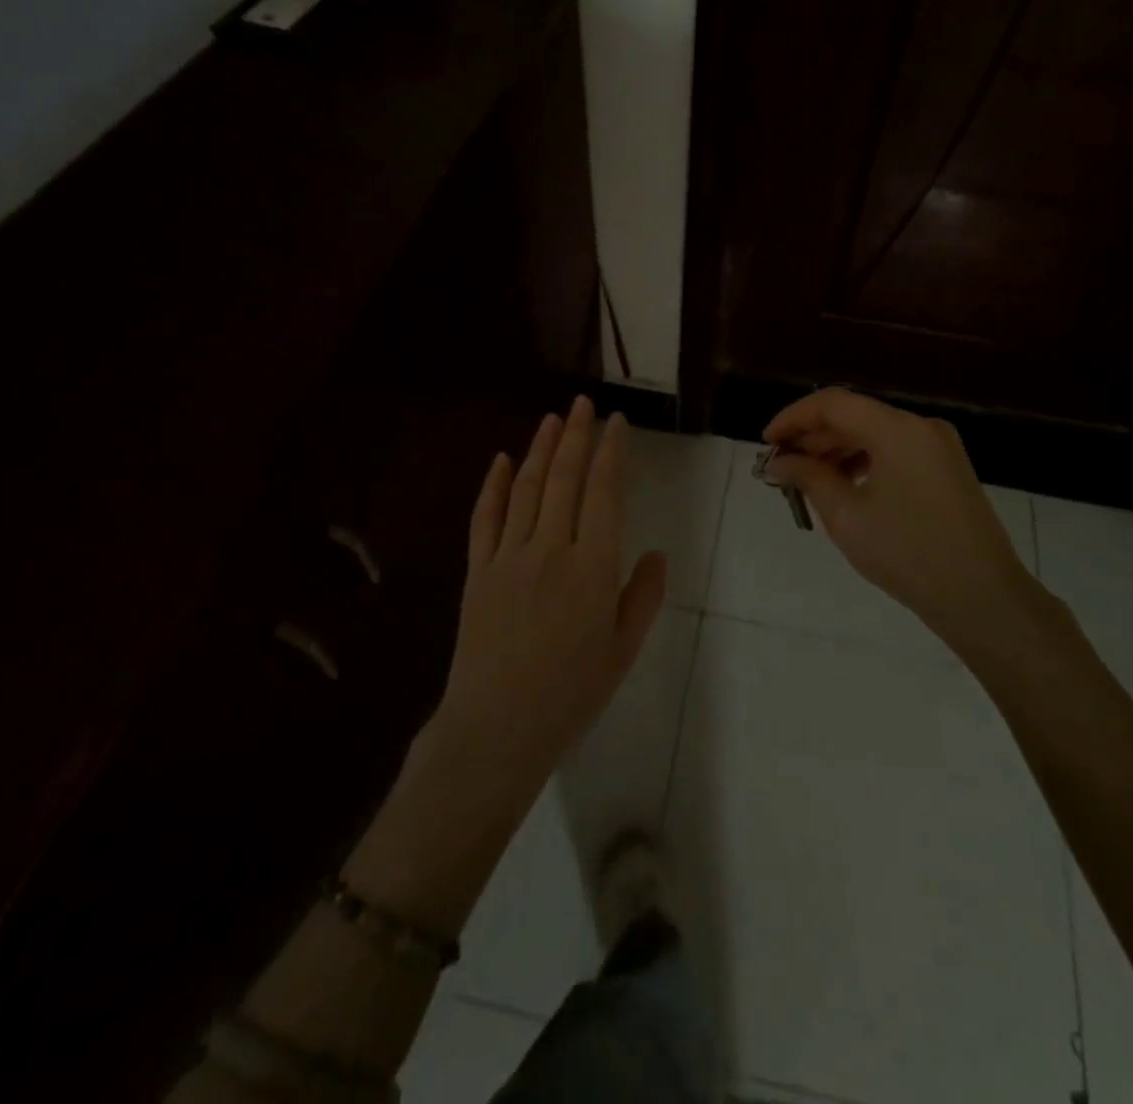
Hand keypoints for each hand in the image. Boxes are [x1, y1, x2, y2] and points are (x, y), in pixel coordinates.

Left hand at [427, 396, 668, 798]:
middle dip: (575, 436)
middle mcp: (551, 549)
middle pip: (563, 479)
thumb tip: (653, 553)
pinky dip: (492, 485)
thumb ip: (642, 596)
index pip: (604, 493)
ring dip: (539, 449)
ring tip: (551, 419)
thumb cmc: (571, 693)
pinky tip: (500, 460)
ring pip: (525, 489)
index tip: (616, 423)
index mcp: (593, 567)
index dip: (610, 452)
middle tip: (582, 404)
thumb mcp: (623, 650)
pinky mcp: (478, 571)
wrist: (497, 727)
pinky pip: (484, 518)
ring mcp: (508, 556)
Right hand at [764, 389, 1049, 654]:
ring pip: (874, 433)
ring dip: (836, 451)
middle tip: (780, 467)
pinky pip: (895, 451)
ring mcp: (938, 446)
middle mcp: (921, 426)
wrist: (983, 598)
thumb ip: (808, 479)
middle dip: (812, 438)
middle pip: (854, 415)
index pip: (832, 403)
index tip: (766, 443)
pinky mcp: (947, 468)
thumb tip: (777, 463)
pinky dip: (863, 462)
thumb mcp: (847, 516)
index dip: (793, 418)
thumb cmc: (907, 554)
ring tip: (805, 480)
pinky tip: (842, 486)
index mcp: (897, 429)